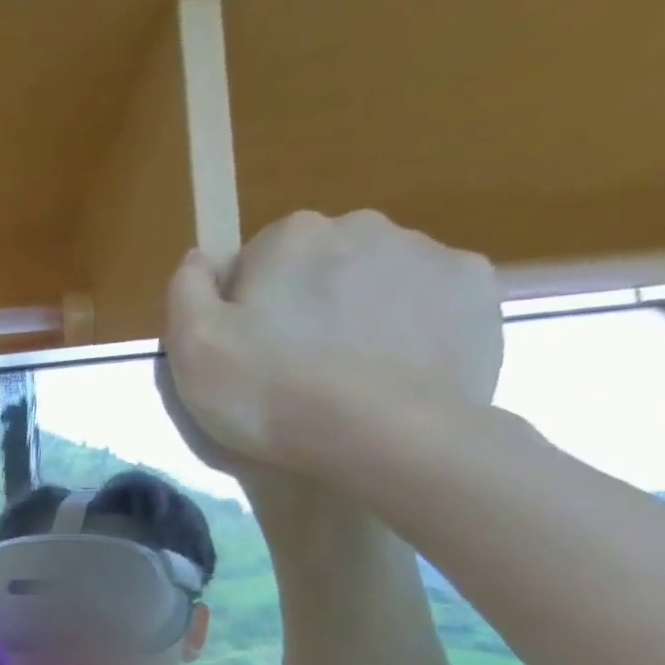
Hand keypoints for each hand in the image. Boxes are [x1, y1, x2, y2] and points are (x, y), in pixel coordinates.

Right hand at [162, 210, 502, 477]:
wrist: (388, 438)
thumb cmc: (271, 392)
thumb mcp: (192, 347)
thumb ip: (187, 289)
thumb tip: (201, 257)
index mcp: (292, 235)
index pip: (253, 261)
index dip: (243, 307)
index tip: (245, 351)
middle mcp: (363, 226)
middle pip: (316, 265)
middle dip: (303, 303)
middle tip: (292, 367)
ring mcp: (429, 255)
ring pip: (372, 280)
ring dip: (355, 314)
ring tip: (346, 376)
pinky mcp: (477, 292)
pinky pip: (425, 301)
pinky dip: (408, 327)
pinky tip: (392, 370)